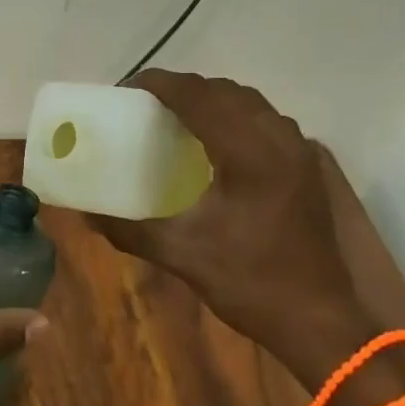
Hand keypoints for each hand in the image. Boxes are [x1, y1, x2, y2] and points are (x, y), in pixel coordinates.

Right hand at [90, 71, 364, 372]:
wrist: (320, 322)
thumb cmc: (250, 283)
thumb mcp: (181, 255)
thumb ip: (129, 230)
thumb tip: (85, 214)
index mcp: (248, 154)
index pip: (199, 97)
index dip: (161, 84)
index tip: (127, 88)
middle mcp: (278, 141)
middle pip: (225, 92)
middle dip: (184, 88)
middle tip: (147, 104)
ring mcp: (299, 153)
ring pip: (251, 103)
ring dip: (212, 99)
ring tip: (178, 116)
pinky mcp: (307, 169)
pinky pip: (267, 121)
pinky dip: (236, 116)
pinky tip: (217, 142)